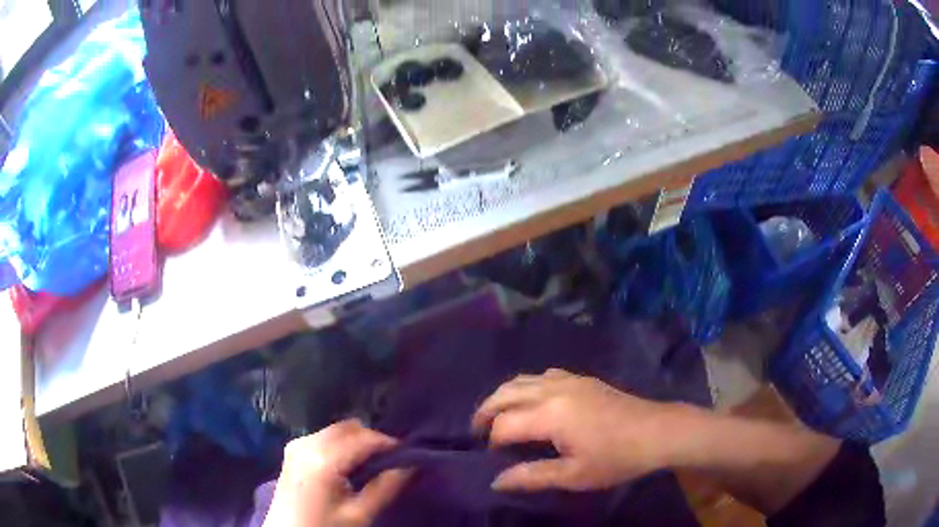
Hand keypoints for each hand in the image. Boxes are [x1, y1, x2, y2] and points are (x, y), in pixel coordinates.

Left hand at [264, 420, 411, 526]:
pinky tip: (349, 465)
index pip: (364, 438)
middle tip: (392, 460)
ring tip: (373, 464)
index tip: (409, 455)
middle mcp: (307, 443)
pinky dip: (342, 444)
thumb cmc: (325, 526)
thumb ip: (385, 487)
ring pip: (337, 430)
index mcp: (322, 459)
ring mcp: (297, 443)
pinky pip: (325, 436)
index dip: (389, 444)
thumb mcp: (359, 514)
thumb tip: (411, 465)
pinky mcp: (293, 449)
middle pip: (349, 428)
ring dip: (357, 441)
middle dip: (373, 439)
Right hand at [472, 369, 686, 492]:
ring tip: (496, 415)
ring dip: (503, 395)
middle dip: (486, 411)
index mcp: (550, 414)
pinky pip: (542, 375)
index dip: (492, 440)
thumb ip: (532, 476)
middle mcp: (553, 389)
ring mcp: (569, 379)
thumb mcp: (574, 476)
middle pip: (506, 393)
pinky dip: (526, 385)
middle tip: (476, 430)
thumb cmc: (616, 458)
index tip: (492, 457)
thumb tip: (496, 481)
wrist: (657, 431)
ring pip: (522, 379)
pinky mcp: (582, 379)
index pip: (504, 424)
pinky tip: (531, 400)